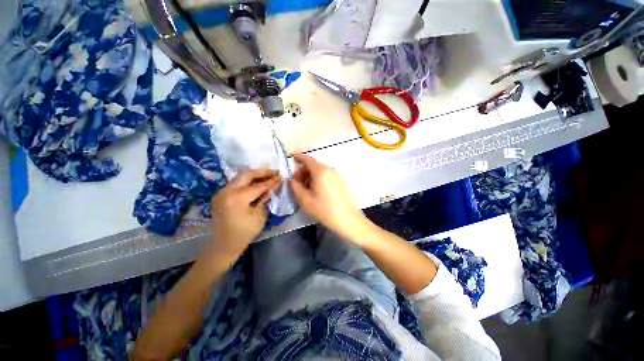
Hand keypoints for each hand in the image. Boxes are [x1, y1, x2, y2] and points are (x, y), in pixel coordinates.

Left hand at [208, 168, 281, 261]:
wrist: (223, 244)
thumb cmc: (245, 233)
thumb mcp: (260, 216)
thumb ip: (266, 198)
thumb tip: (274, 185)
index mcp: (237, 198)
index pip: (258, 185)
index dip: (271, 181)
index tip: (281, 176)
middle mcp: (227, 190)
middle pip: (247, 174)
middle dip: (262, 172)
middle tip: (275, 172)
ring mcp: (221, 191)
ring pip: (241, 176)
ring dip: (255, 175)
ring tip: (268, 176)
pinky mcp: (221, 194)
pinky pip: (236, 183)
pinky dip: (248, 181)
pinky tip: (257, 183)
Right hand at [290, 154, 369, 243]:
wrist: (346, 219)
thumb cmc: (324, 209)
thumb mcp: (306, 200)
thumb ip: (296, 187)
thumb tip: (292, 180)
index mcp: (321, 172)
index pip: (308, 160)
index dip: (298, 157)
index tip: (291, 157)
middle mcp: (329, 170)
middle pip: (314, 165)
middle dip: (303, 170)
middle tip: (296, 181)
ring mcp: (336, 175)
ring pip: (320, 170)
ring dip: (310, 175)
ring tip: (305, 188)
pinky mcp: (340, 181)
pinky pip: (326, 175)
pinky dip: (318, 178)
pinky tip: (315, 190)